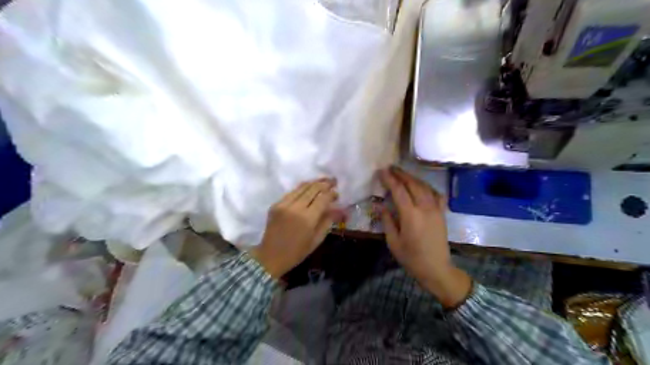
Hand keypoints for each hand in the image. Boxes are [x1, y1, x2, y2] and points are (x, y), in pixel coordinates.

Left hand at [249, 178, 340, 279]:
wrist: (270, 257)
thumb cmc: (297, 252)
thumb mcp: (316, 239)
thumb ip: (329, 221)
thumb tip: (342, 209)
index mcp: (307, 219)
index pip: (323, 198)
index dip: (331, 193)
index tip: (337, 193)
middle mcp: (295, 207)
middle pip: (313, 188)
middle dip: (325, 183)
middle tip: (333, 181)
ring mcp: (284, 204)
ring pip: (302, 187)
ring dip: (314, 182)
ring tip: (323, 181)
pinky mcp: (276, 204)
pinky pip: (292, 192)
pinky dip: (302, 188)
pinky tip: (308, 188)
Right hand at [381, 167, 472, 307]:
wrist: (437, 269)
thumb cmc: (411, 258)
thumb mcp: (393, 242)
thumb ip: (387, 221)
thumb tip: (380, 205)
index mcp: (410, 215)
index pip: (399, 190)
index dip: (389, 179)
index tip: (381, 171)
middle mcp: (425, 208)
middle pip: (413, 184)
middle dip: (401, 174)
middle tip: (391, 168)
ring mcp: (436, 210)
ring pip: (425, 187)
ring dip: (413, 178)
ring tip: (402, 173)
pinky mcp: (442, 213)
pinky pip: (436, 195)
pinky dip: (428, 187)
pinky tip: (422, 186)